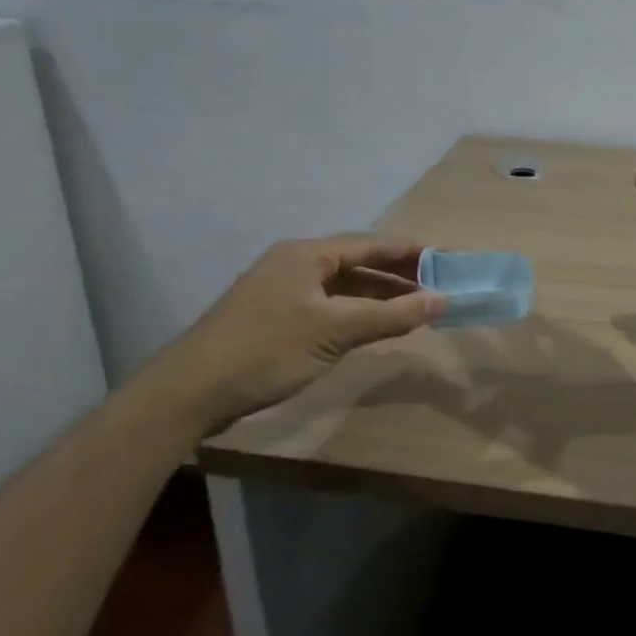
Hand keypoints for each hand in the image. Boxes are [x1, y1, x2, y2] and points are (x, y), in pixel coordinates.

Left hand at [145, 234, 445, 432]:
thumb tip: (442, 300)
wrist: (191, 391)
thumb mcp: (335, 331)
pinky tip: (372, 327)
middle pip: (356, 263)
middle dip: (396, 274)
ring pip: (341, 287)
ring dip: (376, 296)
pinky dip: (354, 313)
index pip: (369, 244)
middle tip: (435, 286)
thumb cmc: (267, 349)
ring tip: (413, 307)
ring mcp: (281, 291)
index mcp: (306, 255)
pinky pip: (326, 306)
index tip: (444, 258)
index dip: (409, 251)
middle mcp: (294, 264)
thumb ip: (390, 315)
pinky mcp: (273, 318)